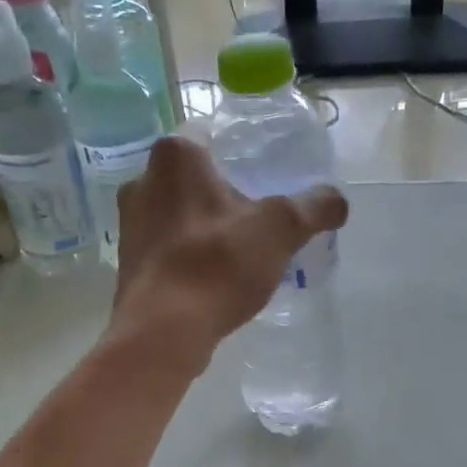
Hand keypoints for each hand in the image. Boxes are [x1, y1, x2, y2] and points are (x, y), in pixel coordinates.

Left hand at [110, 136, 346, 372]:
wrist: (163, 332)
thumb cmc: (217, 265)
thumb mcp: (281, 229)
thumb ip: (313, 207)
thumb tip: (337, 200)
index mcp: (175, 155)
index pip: (212, 134)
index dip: (241, 151)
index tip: (264, 174)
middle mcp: (142, 180)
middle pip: (194, 177)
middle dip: (222, 193)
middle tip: (257, 214)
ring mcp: (130, 225)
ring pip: (178, 215)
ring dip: (204, 227)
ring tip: (237, 250)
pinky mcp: (129, 265)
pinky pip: (168, 250)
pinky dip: (188, 257)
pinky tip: (213, 278)